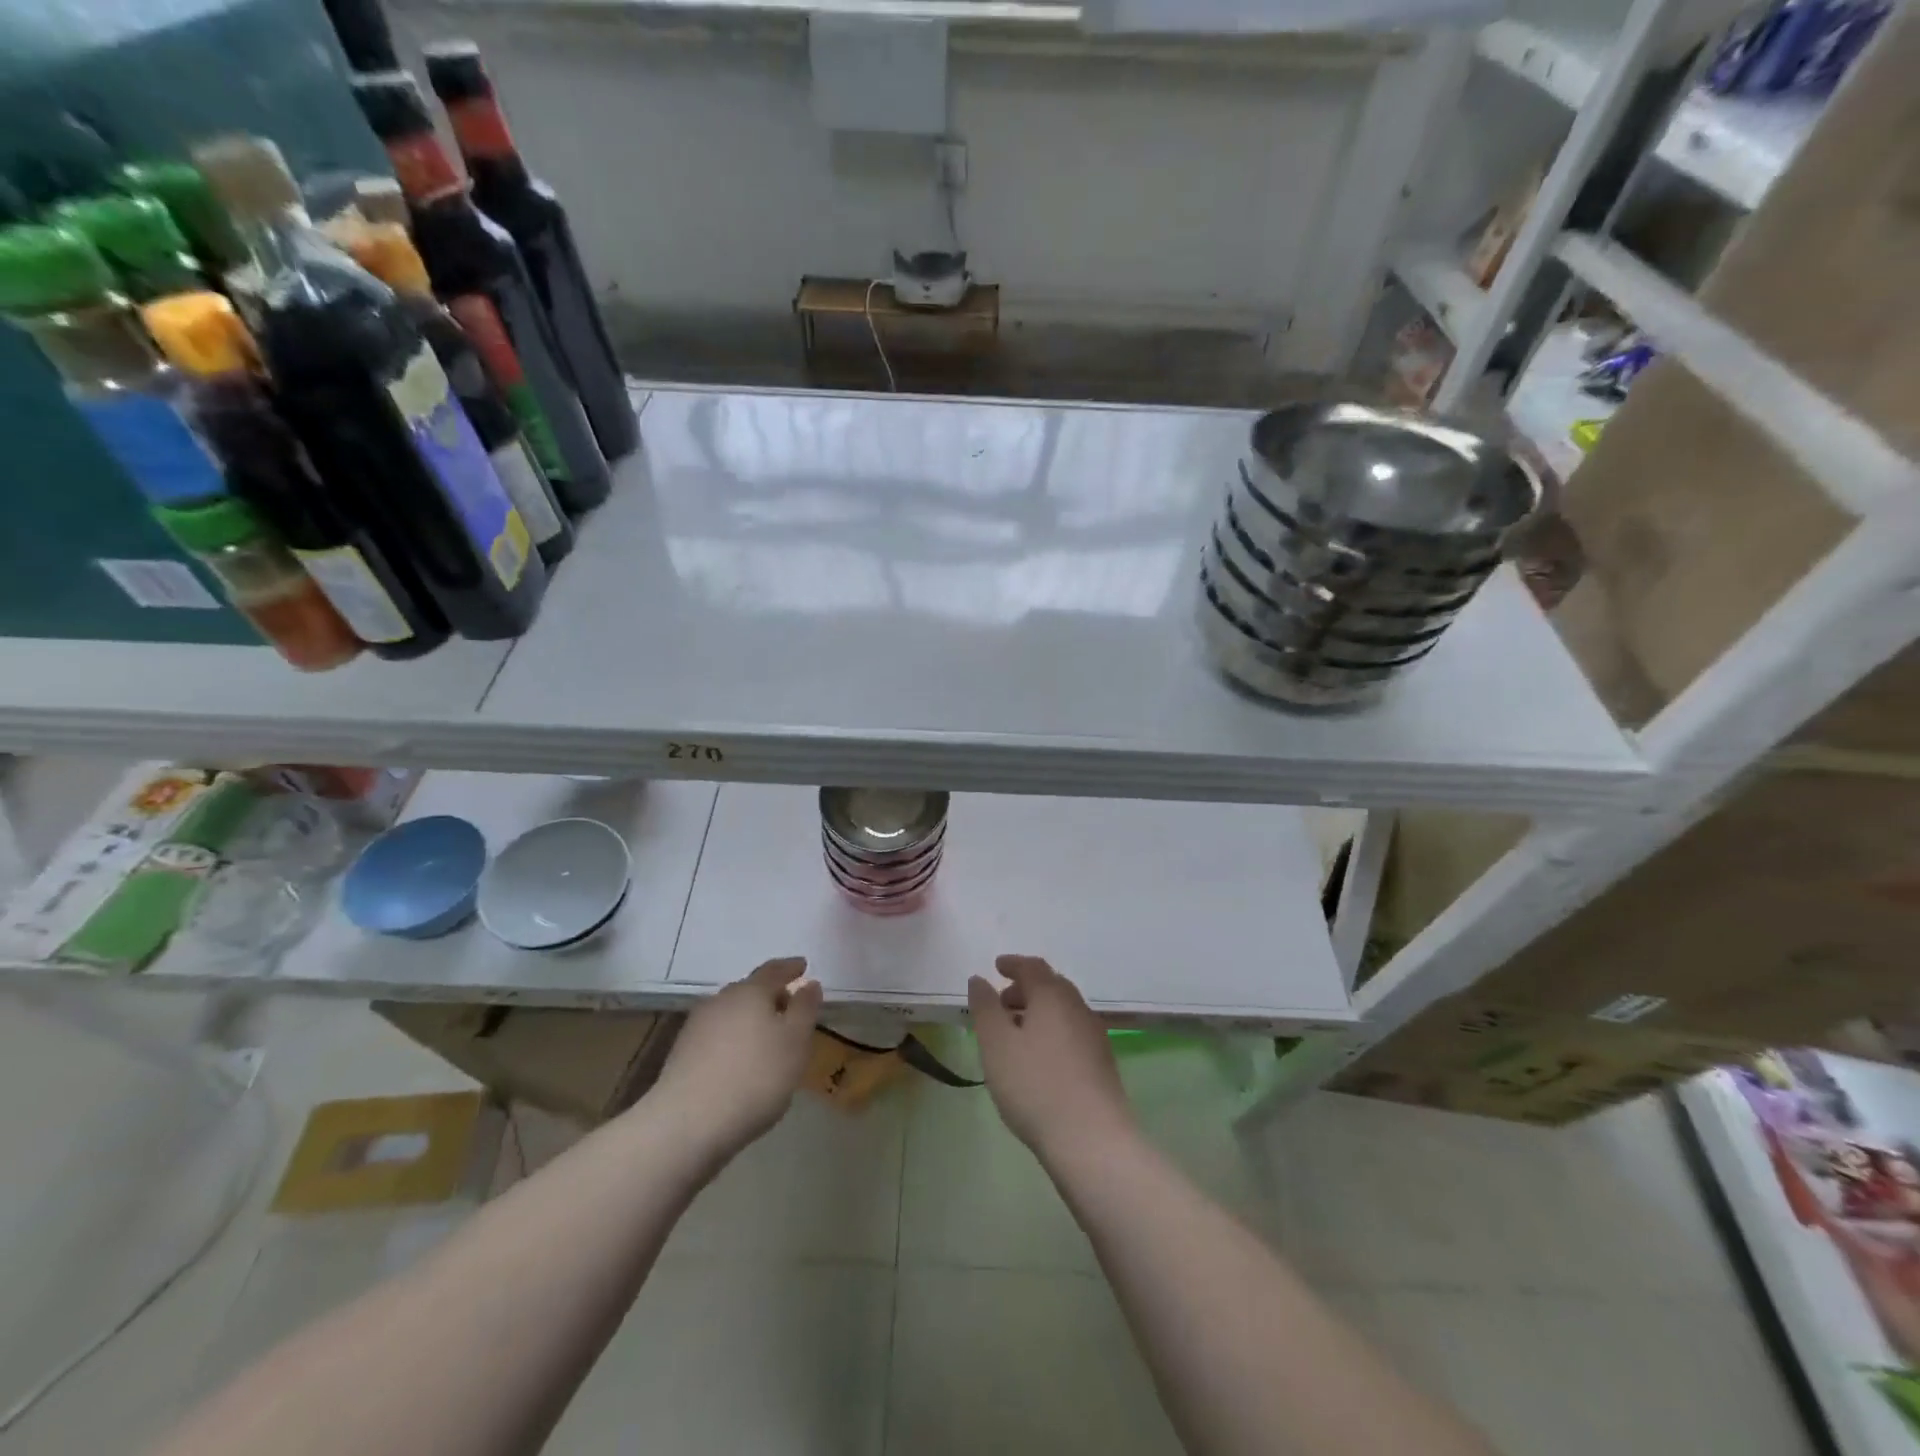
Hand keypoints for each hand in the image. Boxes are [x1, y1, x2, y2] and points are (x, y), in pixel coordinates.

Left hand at [653, 957, 823, 1159]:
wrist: (687, 1125)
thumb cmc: (755, 1077)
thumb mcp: (795, 1042)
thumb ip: (805, 1009)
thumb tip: (809, 983)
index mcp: (750, 992)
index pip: (773, 970)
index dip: (790, 968)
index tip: (803, 965)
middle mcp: (720, 1001)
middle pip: (750, 990)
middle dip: (771, 996)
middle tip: (789, 1007)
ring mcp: (696, 1027)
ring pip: (731, 1013)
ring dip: (751, 1019)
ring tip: (767, 1038)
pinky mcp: (682, 1055)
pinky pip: (717, 1036)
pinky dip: (734, 1040)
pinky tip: (740, 1061)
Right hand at [968, 955, 1133, 1159]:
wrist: (1092, 1140)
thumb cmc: (1035, 1086)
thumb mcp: (996, 1045)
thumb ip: (985, 1008)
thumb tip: (979, 979)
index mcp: (1053, 996)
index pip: (1033, 967)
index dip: (1013, 964)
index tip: (996, 966)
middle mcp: (1078, 1008)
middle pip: (1052, 986)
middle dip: (1026, 988)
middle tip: (1002, 1002)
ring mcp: (1095, 1036)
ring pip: (1064, 1010)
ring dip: (1039, 1011)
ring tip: (1017, 1033)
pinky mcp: (1103, 1063)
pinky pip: (1072, 1032)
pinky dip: (1053, 1031)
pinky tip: (1040, 1058)